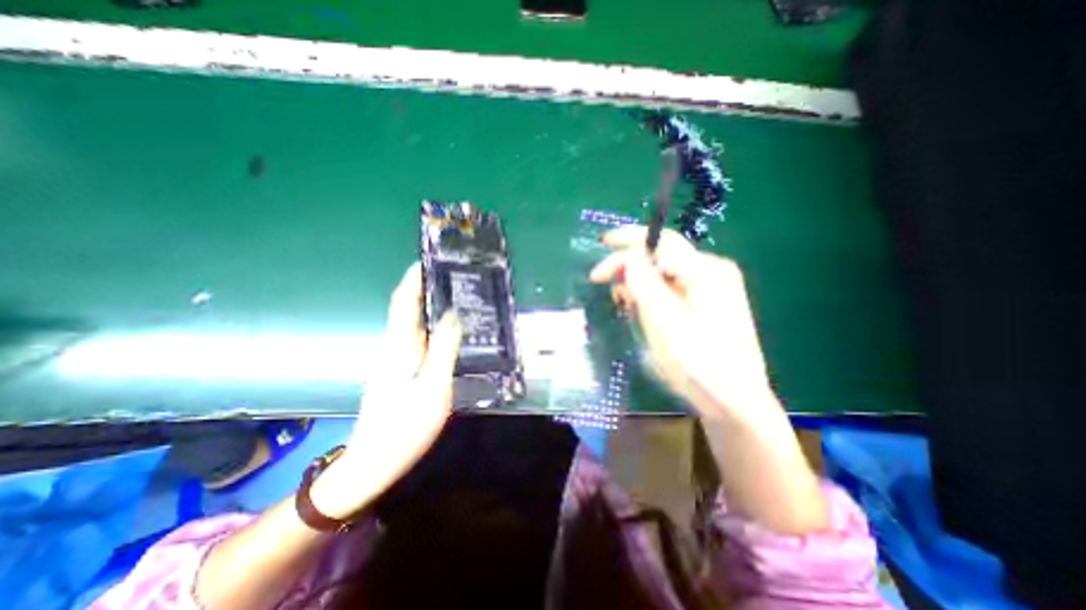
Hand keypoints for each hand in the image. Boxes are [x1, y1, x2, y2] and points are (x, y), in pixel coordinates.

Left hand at [307, 263, 459, 518]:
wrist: (375, 462)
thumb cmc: (405, 425)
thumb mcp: (432, 386)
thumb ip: (442, 349)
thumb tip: (452, 314)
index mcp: (399, 346)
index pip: (403, 301)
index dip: (413, 278)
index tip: (428, 260)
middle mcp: (394, 346)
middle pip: (407, 309)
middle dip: (425, 288)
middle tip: (454, 277)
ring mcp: (395, 359)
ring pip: (413, 323)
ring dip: (429, 305)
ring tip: (457, 296)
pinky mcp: (400, 370)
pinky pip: (417, 338)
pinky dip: (430, 325)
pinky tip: (448, 330)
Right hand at [590, 227, 776, 416]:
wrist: (733, 401)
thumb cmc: (697, 364)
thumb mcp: (663, 321)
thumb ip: (644, 284)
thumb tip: (628, 257)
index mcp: (705, 271)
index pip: (660, 242)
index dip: (627, 240)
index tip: (600, 248)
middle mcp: (711, 271)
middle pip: (662, 256)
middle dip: (630, 265)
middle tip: (604, 282)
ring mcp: (712, 287)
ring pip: (664, 272)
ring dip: (639, 282)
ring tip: (623, 303)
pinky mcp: (708, 302)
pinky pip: (672, 287)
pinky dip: (651, 293)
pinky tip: (641, 309)